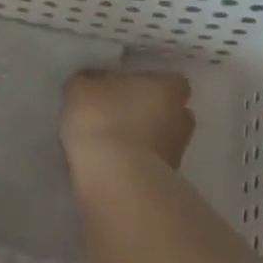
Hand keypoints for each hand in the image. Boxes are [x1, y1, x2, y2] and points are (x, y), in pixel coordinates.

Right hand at [60, 68, 194, 170]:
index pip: (168, 80)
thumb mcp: (79, 88)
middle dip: (147, 112)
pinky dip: (134, 162)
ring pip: (159, 139)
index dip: (148, 83)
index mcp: (169, 88)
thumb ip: (88, 80)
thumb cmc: (102, 120)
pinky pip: (149, 163)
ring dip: (141, 139)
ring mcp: (177, 153)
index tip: (125, 87)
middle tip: (116, 112)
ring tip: (109, 140)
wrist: (113, 180)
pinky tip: (110, 162)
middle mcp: (182, 118)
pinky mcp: (166, 182)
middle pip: (168, 110)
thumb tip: (91, 81)